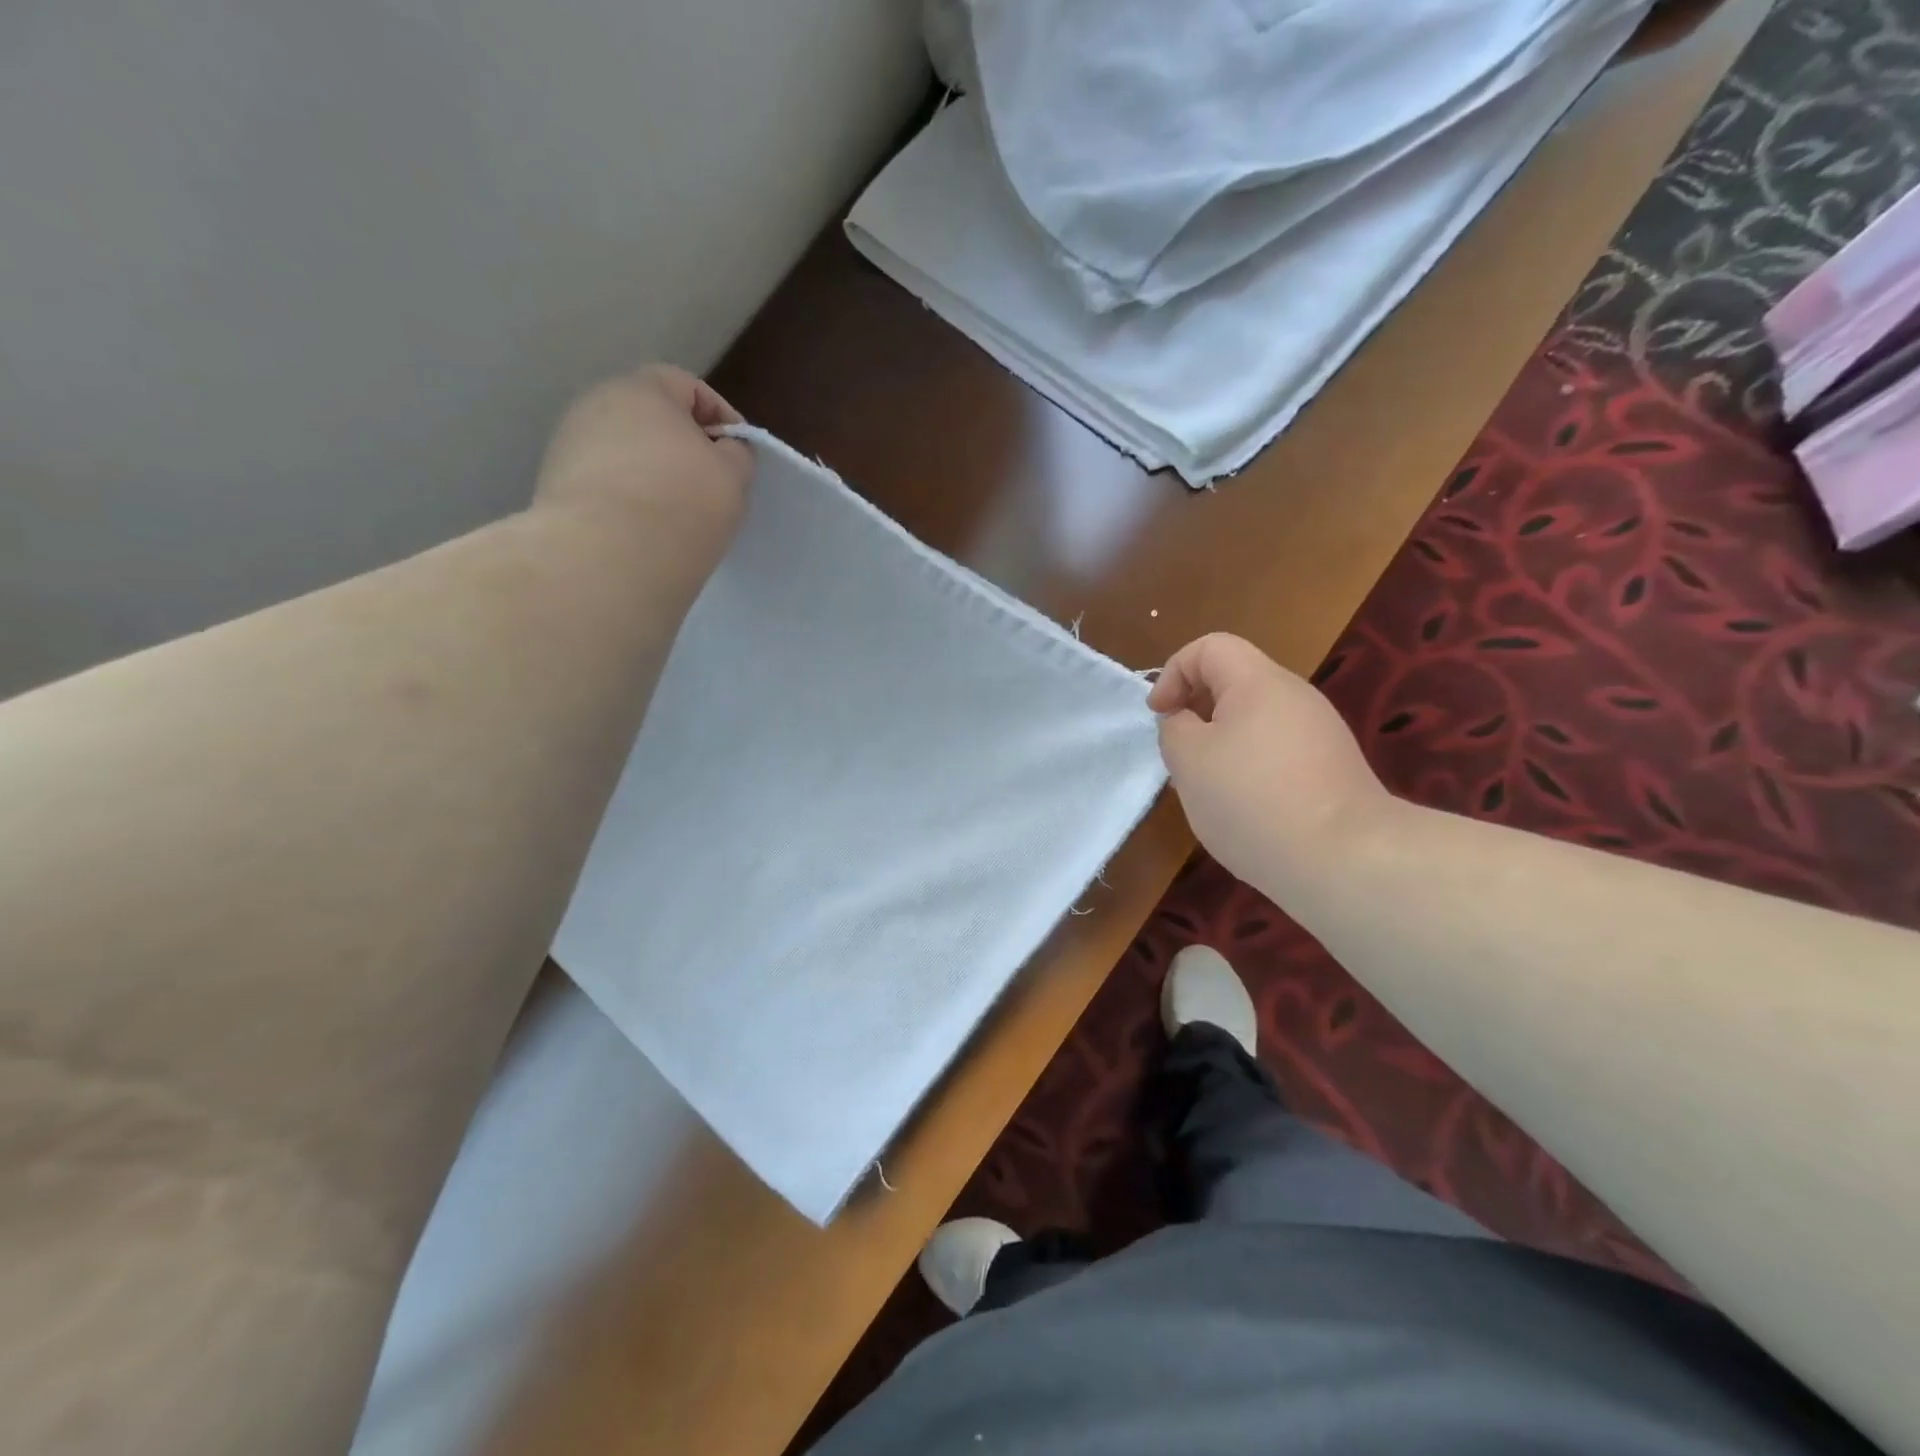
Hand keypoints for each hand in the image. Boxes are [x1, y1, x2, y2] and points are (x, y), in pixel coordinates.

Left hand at [533, 364, 754, 559]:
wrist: (607, 558)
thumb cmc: (682, 503)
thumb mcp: (733, 476)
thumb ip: (735, 453)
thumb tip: (723, 450)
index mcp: (641, 389)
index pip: (689, 387)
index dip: (722, 417)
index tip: (739, 456)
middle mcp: (596, 406)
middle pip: (651, 420)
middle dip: (683, 449)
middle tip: (711, 489)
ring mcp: (568, 447)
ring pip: (625, 455)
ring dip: (652, 477)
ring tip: (677, 517)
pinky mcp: (554, 489)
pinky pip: (605, 487)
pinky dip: (627, 502)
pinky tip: (645, 533)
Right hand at [1149, 633, 1388, 896]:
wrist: (1344, 859)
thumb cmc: (1252, 800)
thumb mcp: (1188, 761)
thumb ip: (1175, 729)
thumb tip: (1186, 721)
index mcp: (1259, 682)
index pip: (1209, 647)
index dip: (1173, 672)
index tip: (1160, 716)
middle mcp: (1295, 696)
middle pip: (1234, 682)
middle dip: (1197, 712)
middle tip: (1181, 756)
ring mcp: (1321, 733)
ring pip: (1255, 721)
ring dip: (1222, 745)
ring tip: (1211, 789)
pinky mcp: (1333, 768)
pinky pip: (1278, 752)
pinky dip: (1252, 769)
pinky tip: (1247, 810)